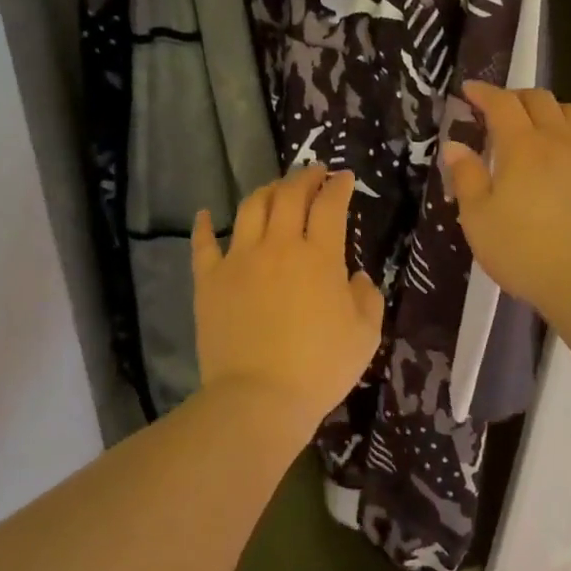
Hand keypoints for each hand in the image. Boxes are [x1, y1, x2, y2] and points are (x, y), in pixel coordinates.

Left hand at [192, 165, 385, 438]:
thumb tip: (357, 276)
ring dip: (266, 191)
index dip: (338, 186)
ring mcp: (238, 260)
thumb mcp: (365, 335)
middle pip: (289, 196)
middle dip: (303, 177)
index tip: (344, 178)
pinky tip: (207, 214)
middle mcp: (277, 246)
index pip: (329, 205)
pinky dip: (205, 225)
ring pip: (251, 208)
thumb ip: (367, 297)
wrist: (259, 398)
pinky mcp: (209, 281)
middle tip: (312, 172)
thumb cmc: (320, 367)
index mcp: (319, 256)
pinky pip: (203, 244)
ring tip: (275, 188)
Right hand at [442, 83, 570, 318]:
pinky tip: (566, 161)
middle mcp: (559, 140)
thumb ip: (467, 177)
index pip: (502, 103)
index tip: (469, 91)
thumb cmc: (522, 250)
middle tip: (499, 112)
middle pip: (540, 100)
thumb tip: (455, 145)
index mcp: (522, 146)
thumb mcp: (478, 218)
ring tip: (538, 130)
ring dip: (550, 111)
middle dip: (516, 97)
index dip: (484, 93)